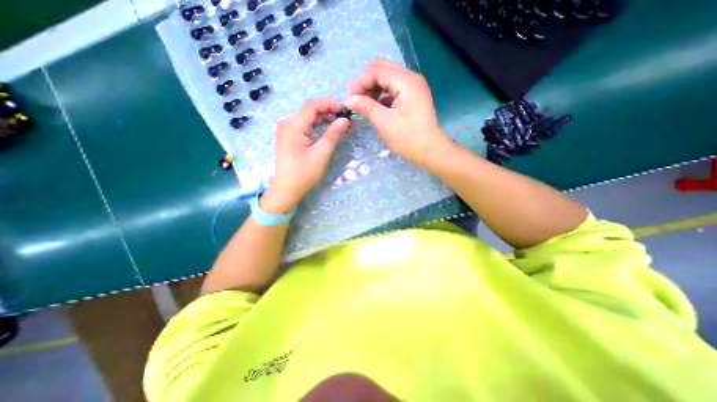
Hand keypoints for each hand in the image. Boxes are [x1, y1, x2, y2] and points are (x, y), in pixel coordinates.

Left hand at [262, 98, 351, 213]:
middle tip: (345, 118)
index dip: (329, 104)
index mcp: (293, 126)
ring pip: (307, 117)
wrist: (286, 189)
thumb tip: (345, 120)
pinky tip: (328, 129)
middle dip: (328, 111)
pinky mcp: (289, 137)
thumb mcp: (321, 154)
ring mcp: (287, 130)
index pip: (312, 106)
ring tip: (340, 123)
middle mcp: (287, 123)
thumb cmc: (303, 174)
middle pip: (309, 110)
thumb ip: (332, 135)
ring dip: (323, 118)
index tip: (345, 109)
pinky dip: (317, 125)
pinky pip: (304, 126)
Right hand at [345, 58, 449, 166]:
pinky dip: (381, 96)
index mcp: (406, 82)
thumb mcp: (385, 123)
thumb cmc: (409, 139)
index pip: (376, 70)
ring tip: (363, 105)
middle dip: (365, 84)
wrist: (431, 151)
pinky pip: (392, 90)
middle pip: (381, 71)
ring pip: (386, 80)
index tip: (349, 99)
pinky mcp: (412, 98)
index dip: (359, 82)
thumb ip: (367, 108)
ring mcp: (412, 88)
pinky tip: (374, 108)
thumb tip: (350, 100)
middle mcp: (410, 79)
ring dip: (372, 90)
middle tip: (354, 101)